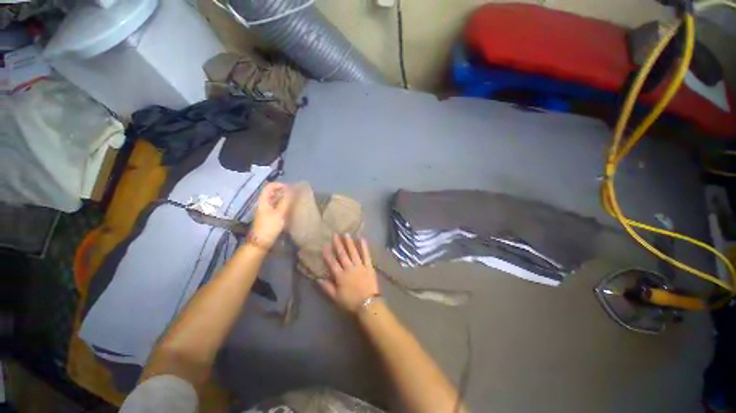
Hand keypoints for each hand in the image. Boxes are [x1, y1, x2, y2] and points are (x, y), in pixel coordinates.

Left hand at [250, 183, 292, 248]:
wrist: (261, 242)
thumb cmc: (269, 226)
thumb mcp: (279, 213)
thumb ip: (286, 201)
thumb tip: (292, 190)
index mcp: (264, 200)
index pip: (270, 186)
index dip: (280, 185)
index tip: (290, 188)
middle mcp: (264, 203)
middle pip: (272, 192)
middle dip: (283, 191)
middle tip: (294, 194)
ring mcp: (266, 210)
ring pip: (275, 199)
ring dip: (284, 198)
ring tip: (294, 200)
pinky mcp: (269, 216)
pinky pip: (276, 206)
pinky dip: (283, 204)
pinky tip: (290, 208)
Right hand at [319, 234, 380, 313]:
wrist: (368, 304)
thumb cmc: (351, 302)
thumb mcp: (336, 297)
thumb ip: (327, 287)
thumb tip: (318, 278)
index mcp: (340, 276)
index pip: (332, 263)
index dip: (328, 254)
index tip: (325, 245)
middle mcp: (349, 268)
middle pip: (342, 254)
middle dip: (338, 244)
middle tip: (335, 234)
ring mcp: (360, 266)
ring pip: (353, 252)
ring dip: (349, 242)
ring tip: (346, 234)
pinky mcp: (369, 266)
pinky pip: (366, 255)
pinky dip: (364, 246)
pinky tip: (362, 239)